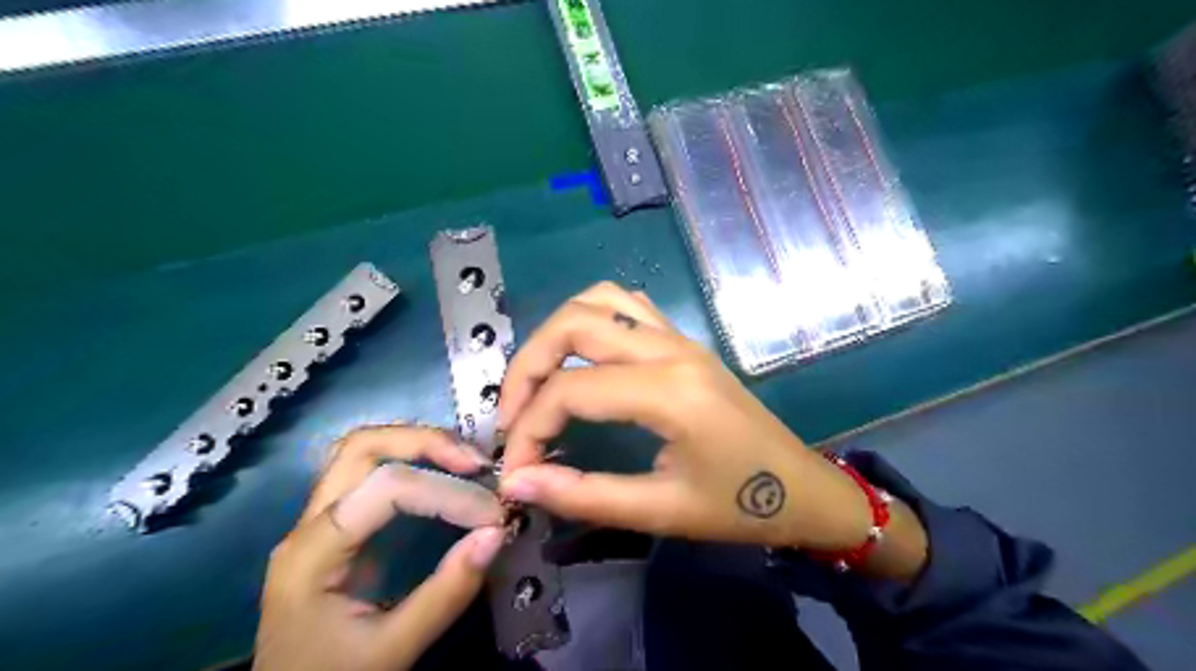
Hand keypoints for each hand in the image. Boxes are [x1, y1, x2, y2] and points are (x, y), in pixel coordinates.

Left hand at [256, 428, 505, 667]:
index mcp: (311, 553)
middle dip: (427, 443)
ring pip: (363, 450)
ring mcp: (319, 521)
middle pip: (363, 447)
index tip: (493, 516)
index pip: (386, 488)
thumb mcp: (391, 651)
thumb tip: (496, 534)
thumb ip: (445, 594)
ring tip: (466, 463)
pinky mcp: (337, 527)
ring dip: (418, 444)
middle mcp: (309, 524)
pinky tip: (444, 474)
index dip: (447, 492)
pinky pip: (371, 472)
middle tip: (478, 464)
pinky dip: (412, 461)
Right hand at [491, 282, 876, 549]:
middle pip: (574, 323)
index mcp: (670, 391)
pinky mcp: (684, 341)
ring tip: (539, 381)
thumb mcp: (661, 511)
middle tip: (512, 415)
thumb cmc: (740, 506)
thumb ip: (583, 495)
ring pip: (598, 300)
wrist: (803, 488)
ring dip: (556, 333)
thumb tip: (517, 481)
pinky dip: (589, 320)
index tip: (514, 469)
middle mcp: (671, 349)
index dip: (528, 428)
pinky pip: (626, 305)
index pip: (571, 390)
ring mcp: (680, 338)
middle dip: (527, 365)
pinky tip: (581, 359)